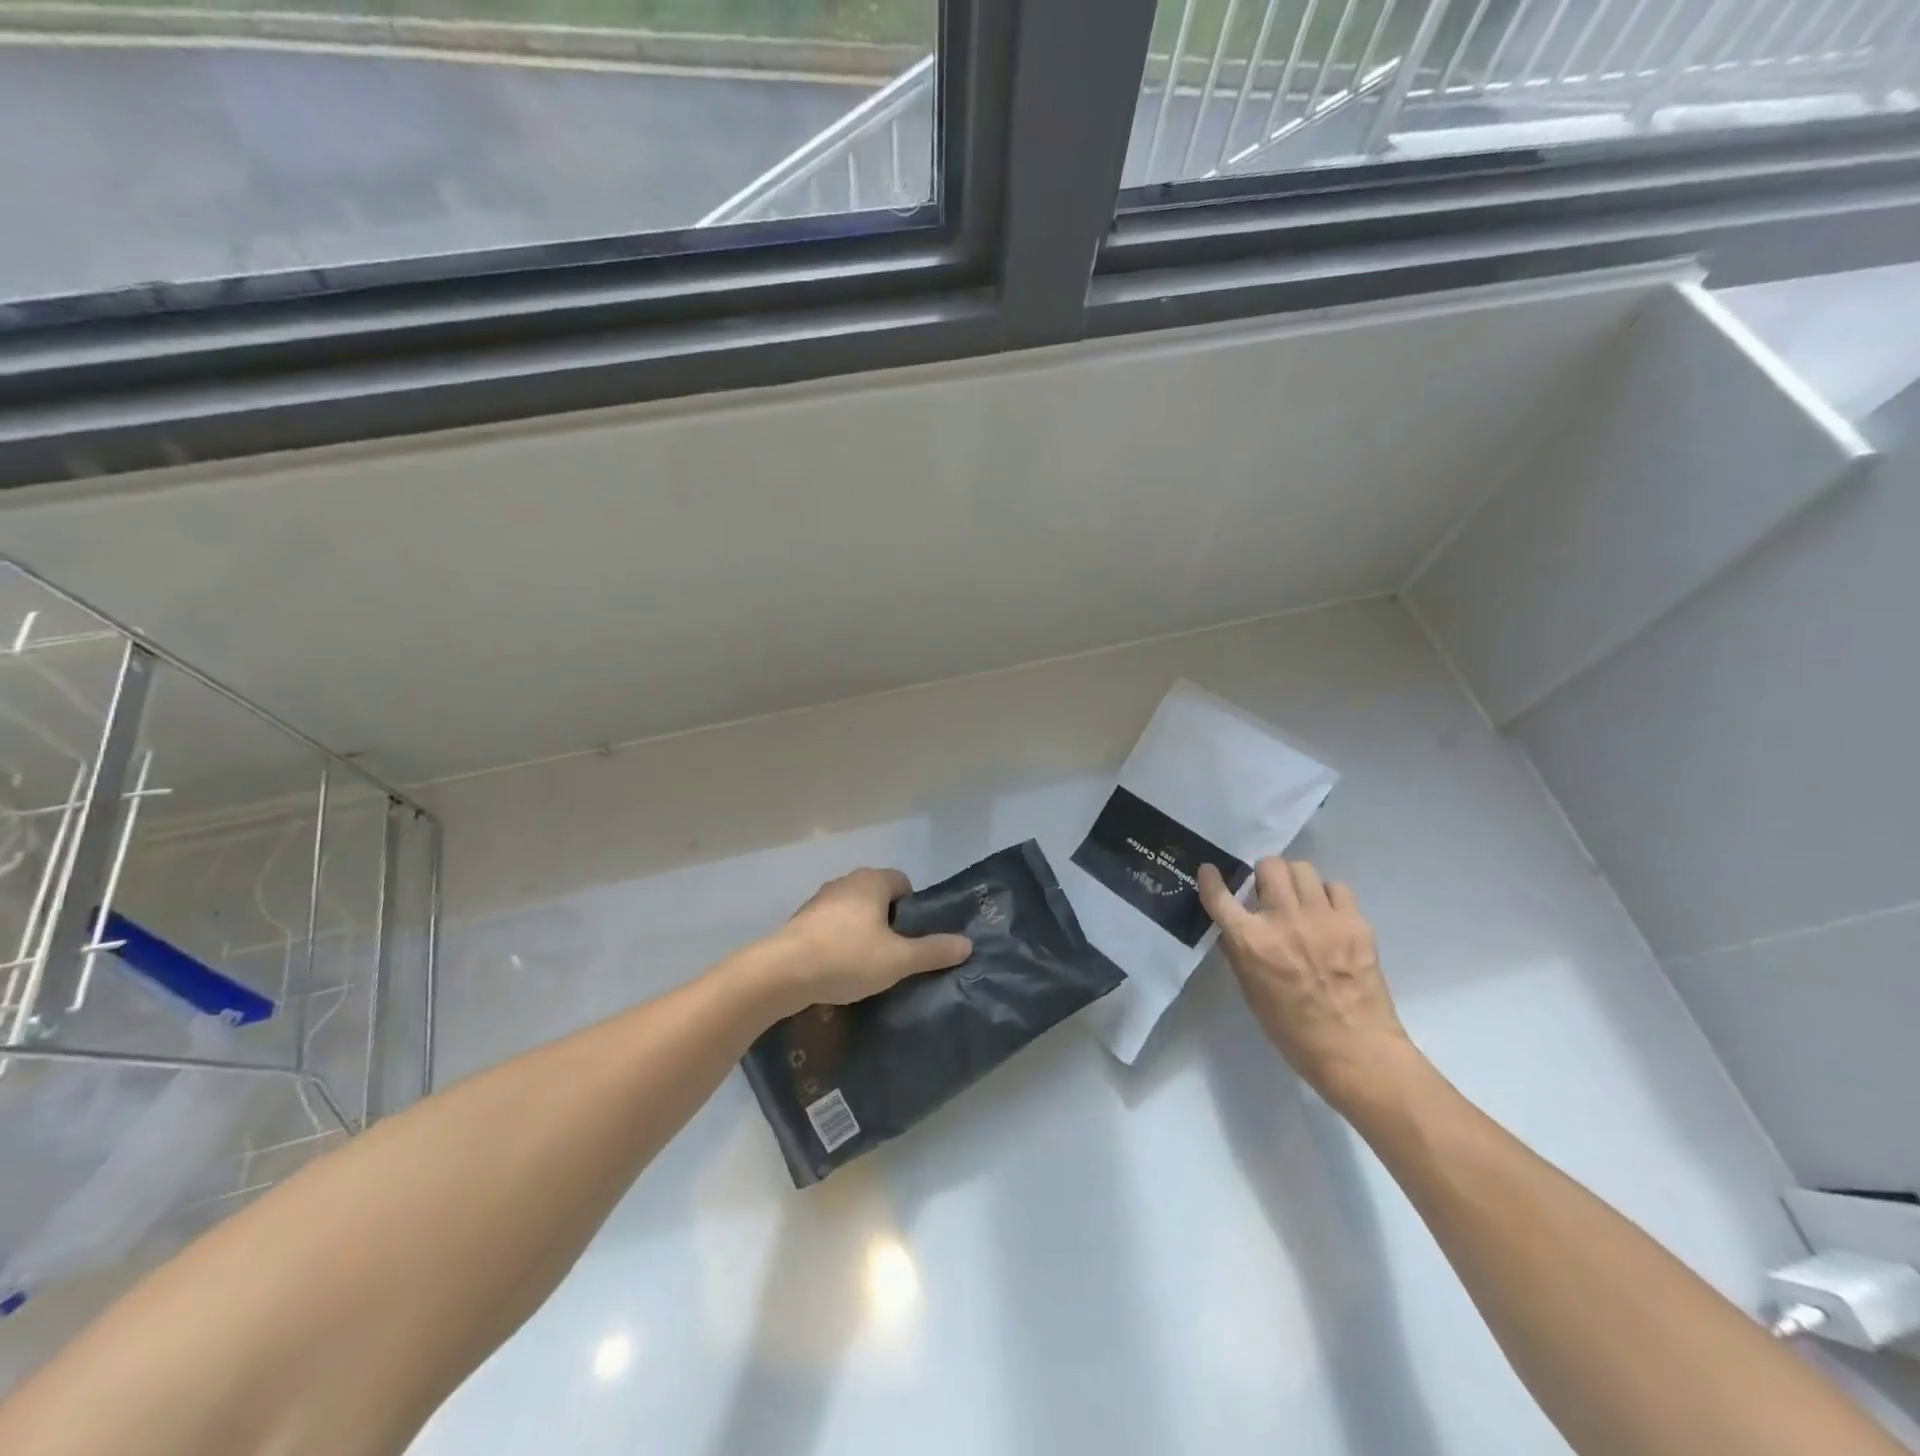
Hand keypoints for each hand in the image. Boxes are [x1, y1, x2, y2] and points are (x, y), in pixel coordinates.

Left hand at [771, 867, 972, 1009]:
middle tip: (895, 955)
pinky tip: (839, 969)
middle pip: (878, 897)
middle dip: (888, 922)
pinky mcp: (800, 922)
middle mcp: (845, 882)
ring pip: (853, 912)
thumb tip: (967, 944)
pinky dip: (839, 942)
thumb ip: (933, 951)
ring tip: (867, 966)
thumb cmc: (847, 957)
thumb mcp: (898, 959)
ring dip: (862, 932)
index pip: (903, 883)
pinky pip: (830, 927)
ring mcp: (819, 901)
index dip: (913, 909)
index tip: (913, 938)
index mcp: (871, 881)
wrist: (782, 973)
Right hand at [1198, 858, 1415, 1111]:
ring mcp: (1322, 918)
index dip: (1210, 879)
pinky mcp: (1355, 922)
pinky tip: (1328, 915)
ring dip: (1295, 880)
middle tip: (1267, 892)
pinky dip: (1328, 896)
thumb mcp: (1251, 990)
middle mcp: (1283, 920)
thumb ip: (1240, 952)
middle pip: (1269, 866)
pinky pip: (1337, 888)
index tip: (1209, 871)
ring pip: (1302, 868)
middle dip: (1264, 874)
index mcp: (1251, 942)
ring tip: (1299, 900)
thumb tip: (1234, 927)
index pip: (1220, 896)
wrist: (1355, 1050)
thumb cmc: (1293, 1029)